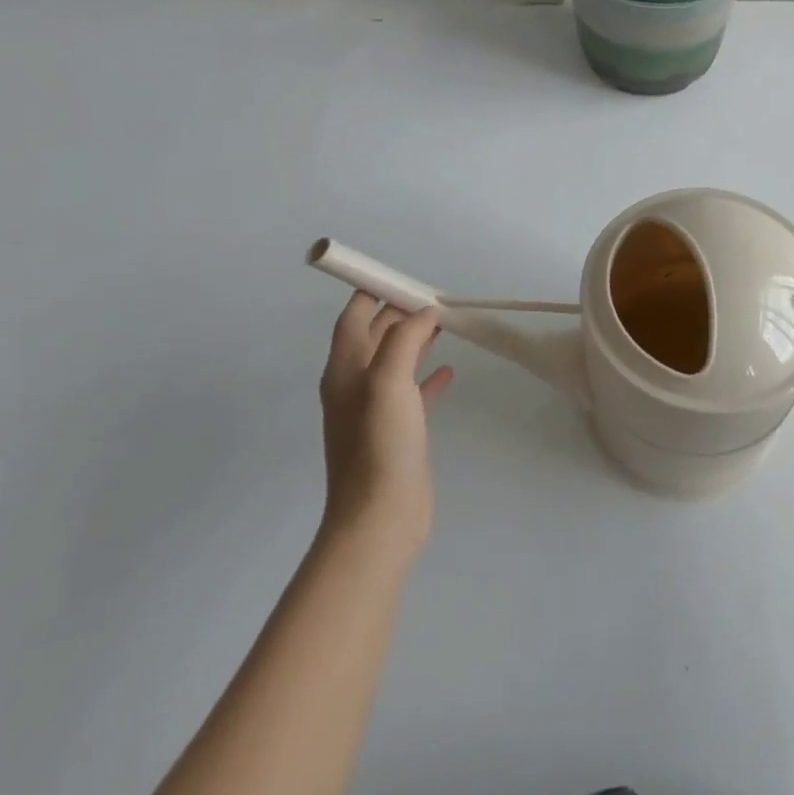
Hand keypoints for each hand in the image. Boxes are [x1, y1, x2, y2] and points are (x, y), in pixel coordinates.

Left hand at [318, 292, 453, 554]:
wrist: (380, 517)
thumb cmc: (380, 444)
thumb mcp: (389, 381)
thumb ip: (405, 339)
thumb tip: (423, 312)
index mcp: (345, 370)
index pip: (353, 317)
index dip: (373, 292)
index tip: (403, 276)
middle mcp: (355, 386)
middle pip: (375, 336)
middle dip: (399, 313)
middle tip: (433, 297)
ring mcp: (376, 411)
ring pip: (395, 361)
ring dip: (415, 340)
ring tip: (443, 323)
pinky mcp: (398, 432)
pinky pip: (412, 392)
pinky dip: (428, 376)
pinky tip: (449, 371)